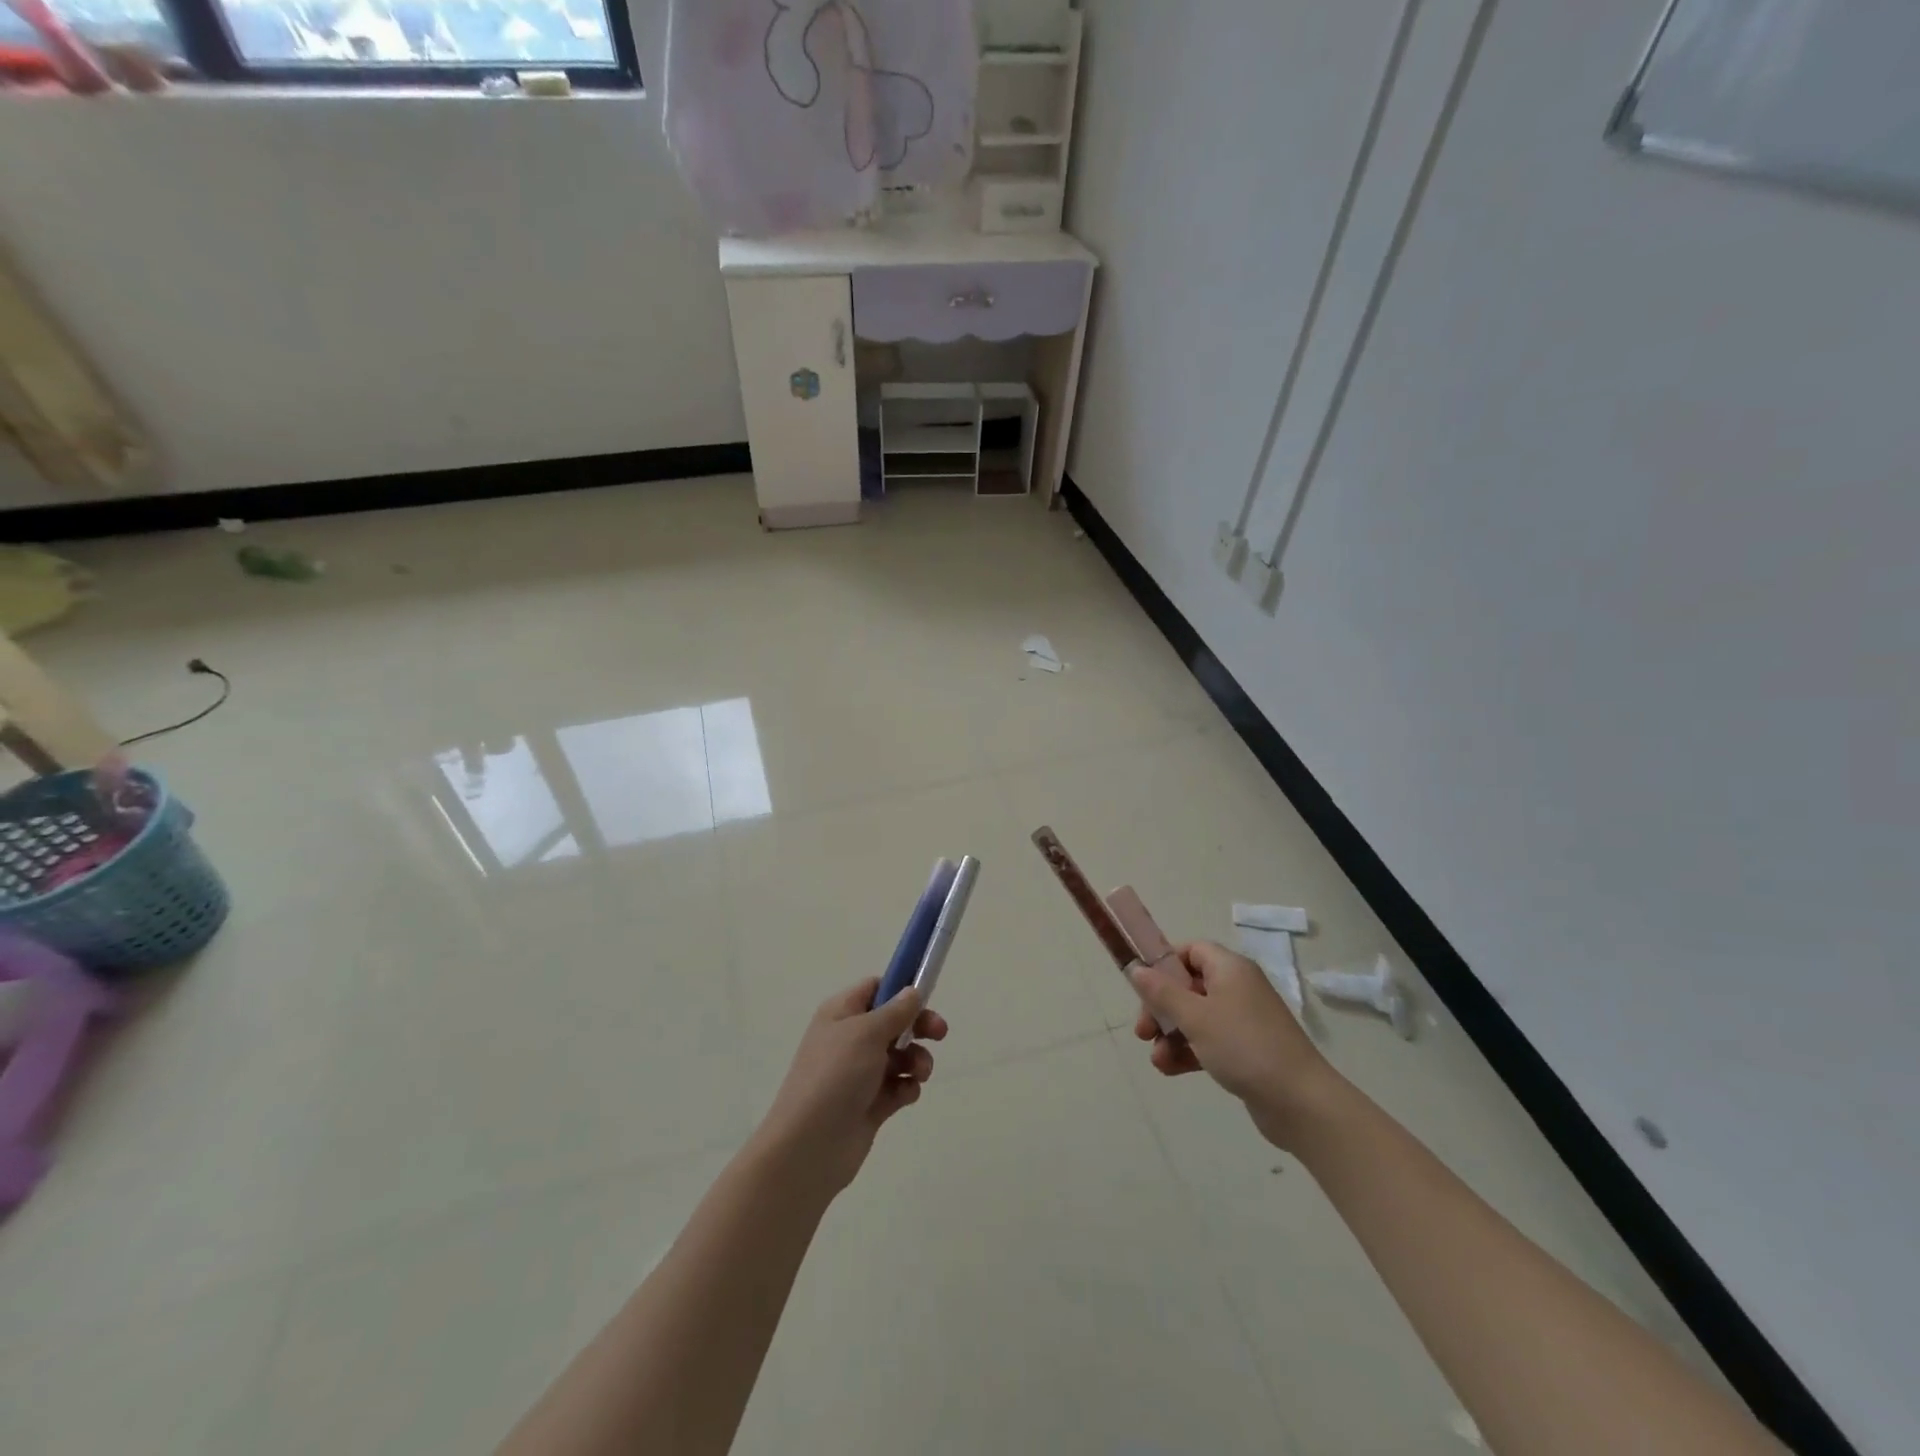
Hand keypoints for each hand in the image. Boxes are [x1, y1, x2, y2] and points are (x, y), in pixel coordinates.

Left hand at [754, 979, 948, 1194]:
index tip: (927, 995)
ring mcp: (859, 1073)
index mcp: (842, 1013)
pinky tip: (905, 1094)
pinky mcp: (869, 1104)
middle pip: (893, 1022)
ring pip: (900, 1055)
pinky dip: (906, 1087)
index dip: (900, 988)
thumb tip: (912, 991)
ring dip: (917, 1059)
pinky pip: (898, 1086)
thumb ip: (895, 1011)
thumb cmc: (835, 1076)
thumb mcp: (866, 1033)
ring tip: (920, 1072)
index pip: (875, 988)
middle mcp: (850, 1039)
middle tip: (940, 1033)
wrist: (809, 1147)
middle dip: (918, 1026)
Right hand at [1131, 941, 1342, 1150]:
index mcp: (1230, 969)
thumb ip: (1161, 992)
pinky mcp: (1247, 1051)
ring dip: (1171, 1035)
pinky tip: (1170, 1070)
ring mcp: (1244, 1021)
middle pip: (1189, 986)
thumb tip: (1136, 968)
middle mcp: (1238, 988)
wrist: (1300, 1102)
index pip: (1191, 950)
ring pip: (1196, 1017)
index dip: (1164, 963)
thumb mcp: (1195, 1016)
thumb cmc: (1243, 1046)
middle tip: (1143, 1031)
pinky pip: (1209, 1042)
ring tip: (1157, 1059)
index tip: (1143, 985)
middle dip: (1161, 1007)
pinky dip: (1189, 1051)